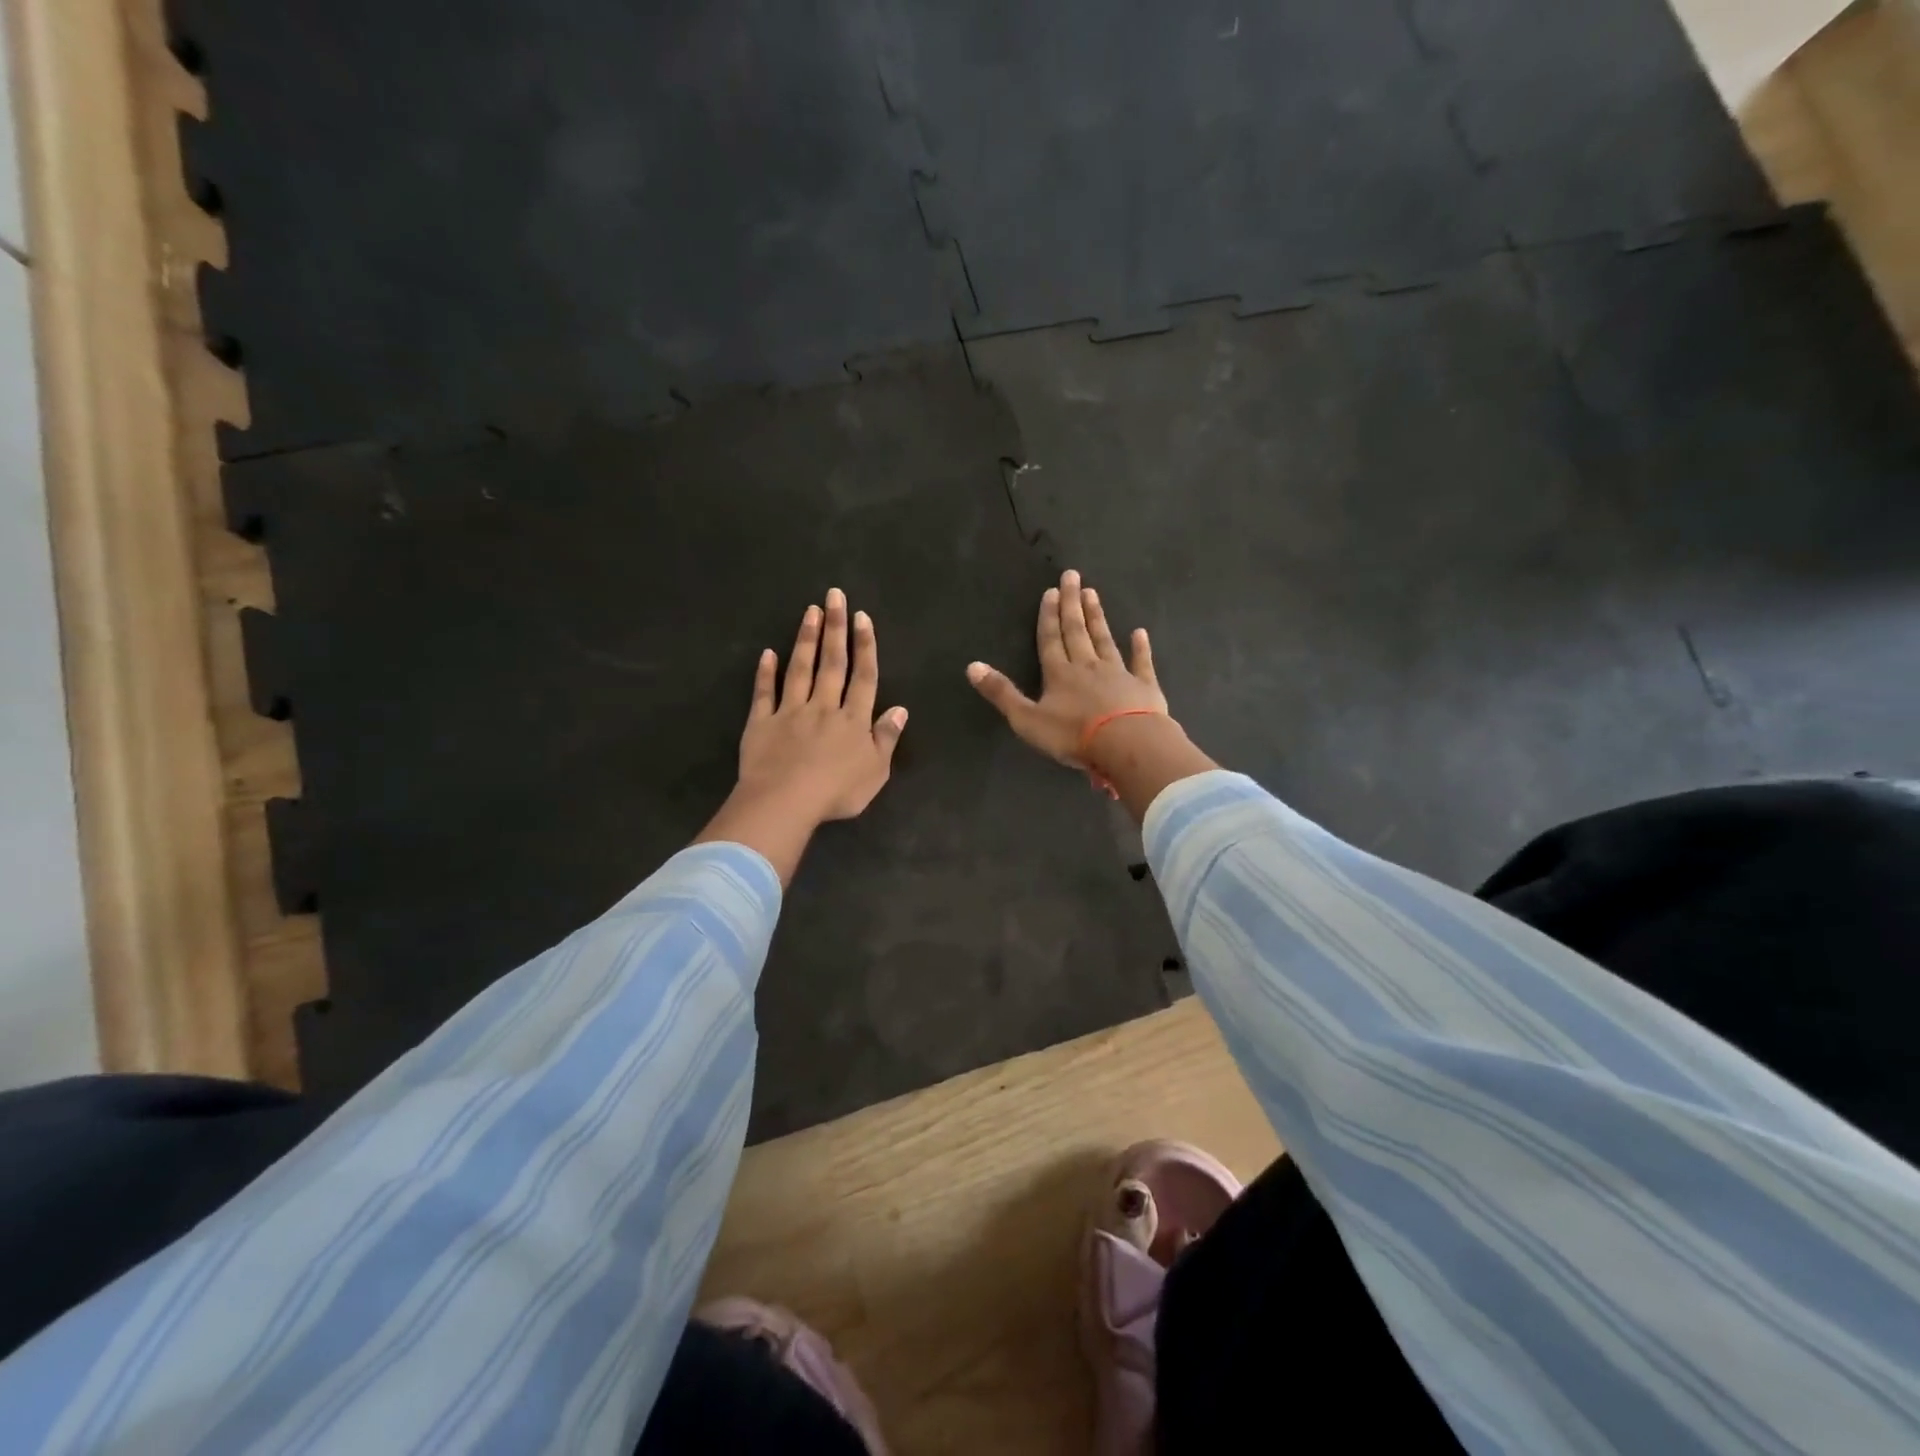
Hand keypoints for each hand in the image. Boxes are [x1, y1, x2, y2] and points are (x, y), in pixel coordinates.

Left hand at [738, 588, 907, 819]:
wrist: (785, 801)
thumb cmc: (837, 792)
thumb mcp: (875, 772)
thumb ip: (886, 738)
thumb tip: (900, 709)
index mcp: (853, 720)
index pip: (863, 677)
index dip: (865, 646)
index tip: (862, 617)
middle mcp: (824, 707)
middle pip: (832, 663)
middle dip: (835, 628)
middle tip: (834, 595)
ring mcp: (790, 712)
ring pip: (800, 669)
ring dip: (806, 639)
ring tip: (810, 610)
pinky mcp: (761, 723)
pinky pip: (764, 693)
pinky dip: (766, 673)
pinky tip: (768, 653)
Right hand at [966, 569, 1166, 766]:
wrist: (1126, 744)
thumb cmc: (1073, 735)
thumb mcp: (1027, 719)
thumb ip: (1002, 693)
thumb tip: (972, 666)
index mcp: (1059, 674)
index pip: (1050, 639)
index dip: (1048, 616)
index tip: (1051, 590)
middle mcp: (1087, 666)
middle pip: (1077, 631)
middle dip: (1072, 604)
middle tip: (1073, 576)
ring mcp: (1118, 674)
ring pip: (1104, 640)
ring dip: (1097, 618)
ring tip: (1093, 594)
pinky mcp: (1144, 687)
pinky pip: (1141, 662)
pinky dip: (1140, 647)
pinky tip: (1140, 633)